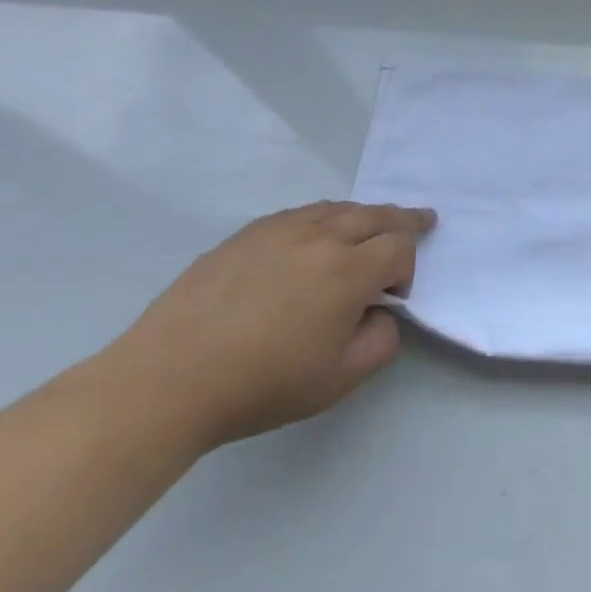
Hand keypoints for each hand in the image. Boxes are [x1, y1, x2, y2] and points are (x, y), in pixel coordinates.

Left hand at [105, 201, 435, 452]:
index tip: (393, 299)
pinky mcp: (245, 236)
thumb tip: (382, 313)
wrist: (167, 381)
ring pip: (337, 208)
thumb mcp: (340, 379)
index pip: (400, 247)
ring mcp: (279, 231)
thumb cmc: (262, 383)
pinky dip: (323, 217)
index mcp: (349, 270)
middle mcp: (320, 237)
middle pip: (376, 214)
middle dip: (404, 219)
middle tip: (423, 219)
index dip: (407, 269)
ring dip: (364, 214)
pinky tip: (317, 234)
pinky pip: (299, 214)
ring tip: (373, 223)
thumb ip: (382, 342)